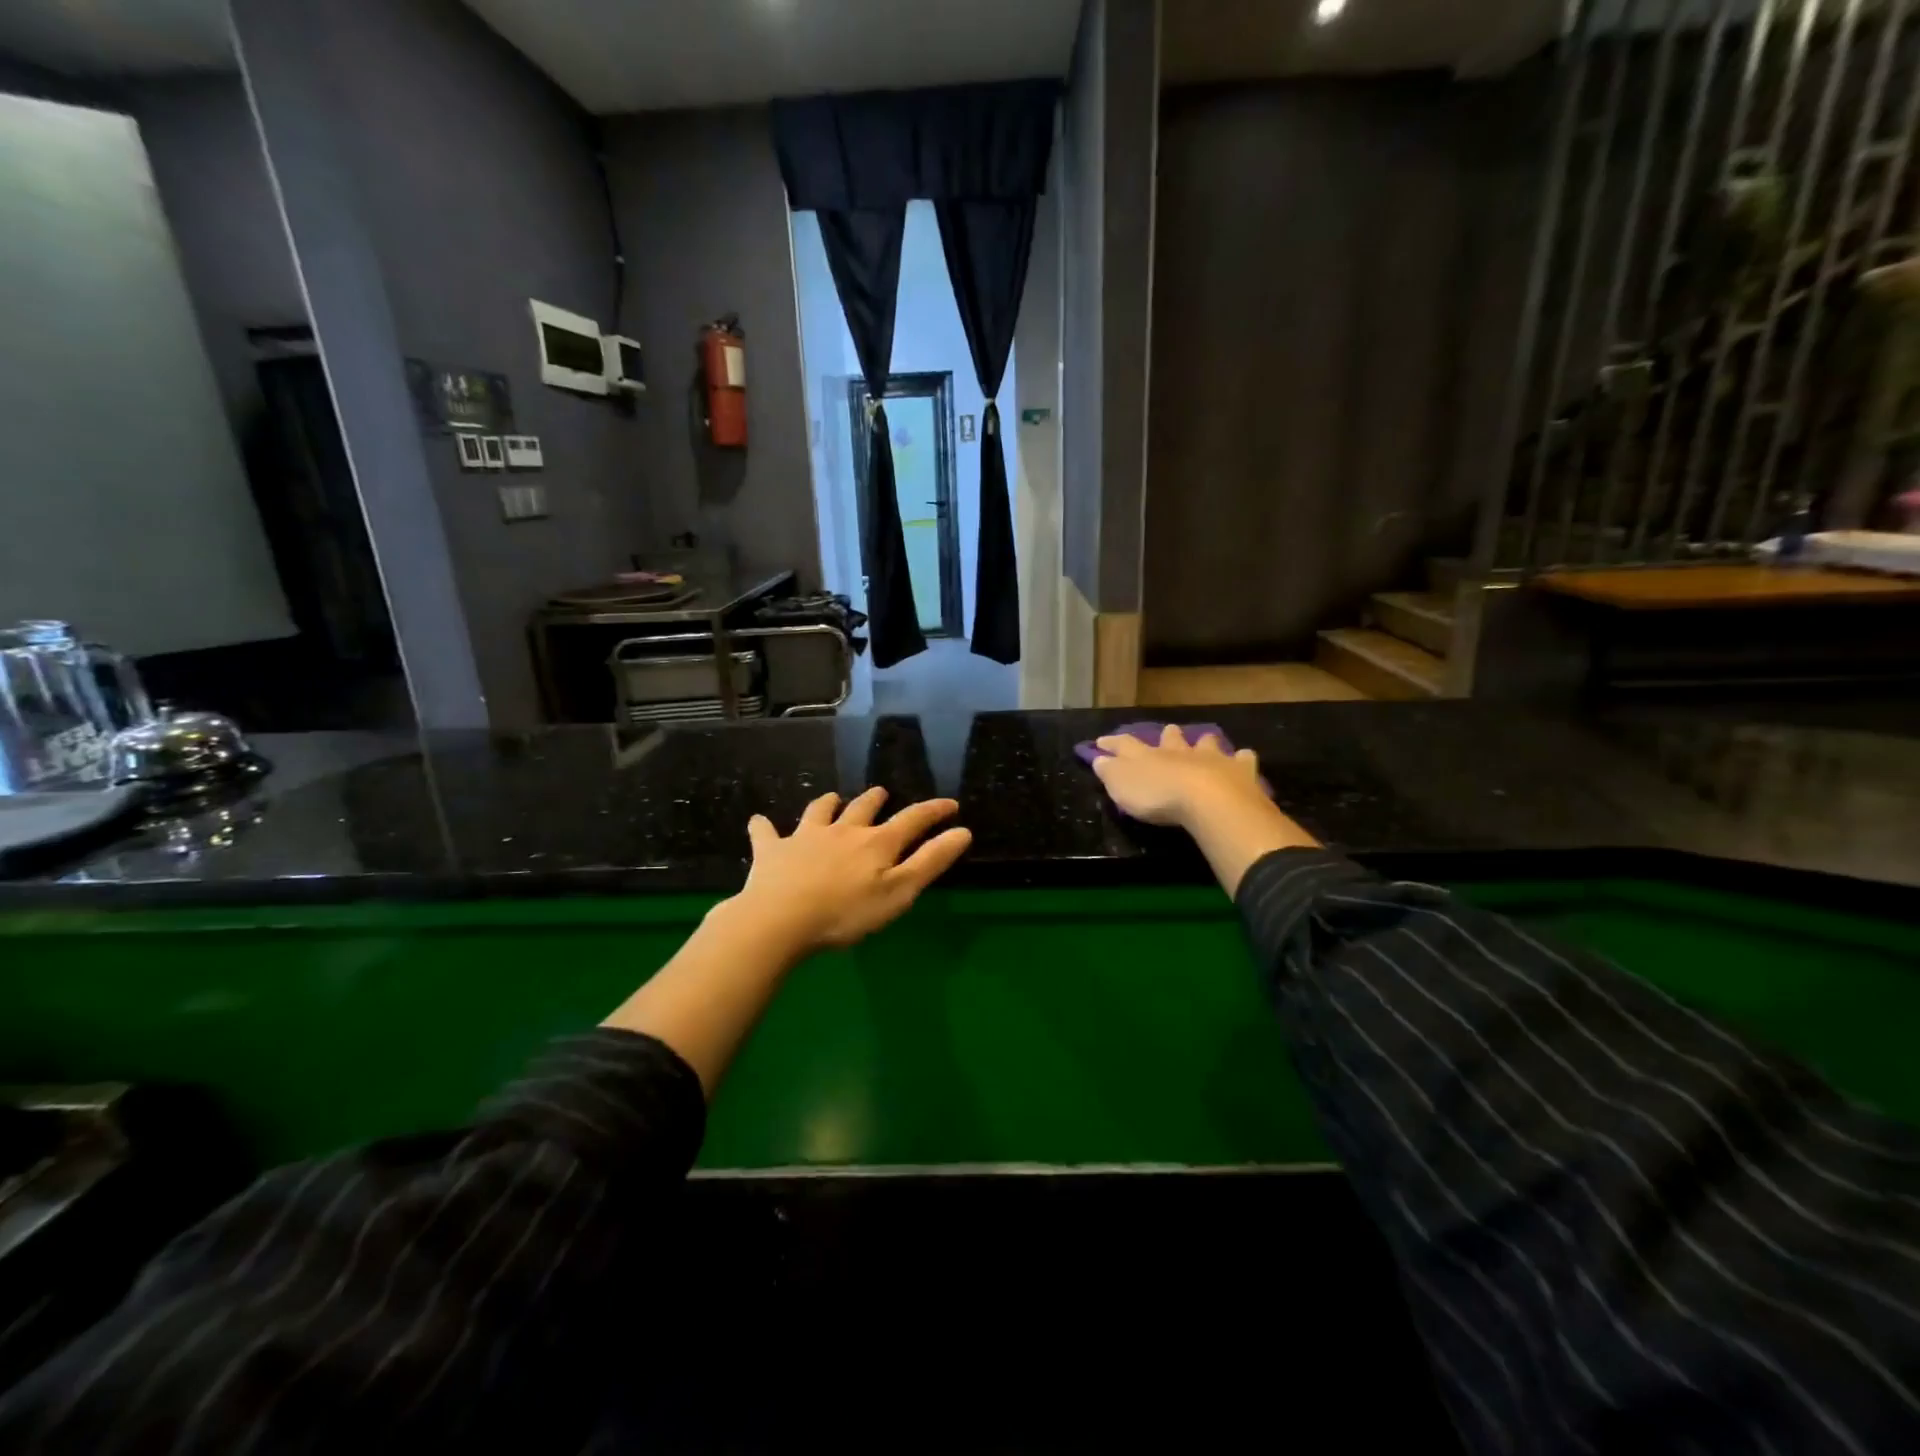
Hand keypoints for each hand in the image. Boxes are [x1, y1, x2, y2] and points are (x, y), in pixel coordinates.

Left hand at [734, 787, 972, 952]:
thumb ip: (930, 861)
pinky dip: (764, 826)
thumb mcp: (899, 892)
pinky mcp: (772, 851)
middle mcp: (843, 831)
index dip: (933, 810)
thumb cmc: (846, 912)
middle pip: (863, 808)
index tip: (950, 804)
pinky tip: (759, 822)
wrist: (780, 919)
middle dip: (875, 799)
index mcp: (876, 843)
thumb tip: (962, 831)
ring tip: (832, 798)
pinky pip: (766, 833)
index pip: (912, 819)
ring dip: (828, 803)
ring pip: (819, 811)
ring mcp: (805, 837)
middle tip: (881, 792)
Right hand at [1091, 726, 1318, 897]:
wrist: (1208, 800)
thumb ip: (1109, 772)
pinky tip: (1243, 758)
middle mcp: (1179, 751)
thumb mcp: (1122, 787)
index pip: (1125, 744)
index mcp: (1148, 756)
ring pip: (1206, 743)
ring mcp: (1210, 758)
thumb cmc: (1158, 796)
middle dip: (1167, 736)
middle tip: (1167, 732)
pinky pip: (1242, 759)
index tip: (1101, 740)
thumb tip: (1098, 758)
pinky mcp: (1239, 770)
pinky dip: (1242, 758)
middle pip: (1171, 738)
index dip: (1112, 743)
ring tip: (1205, 742)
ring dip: (1204, 743)